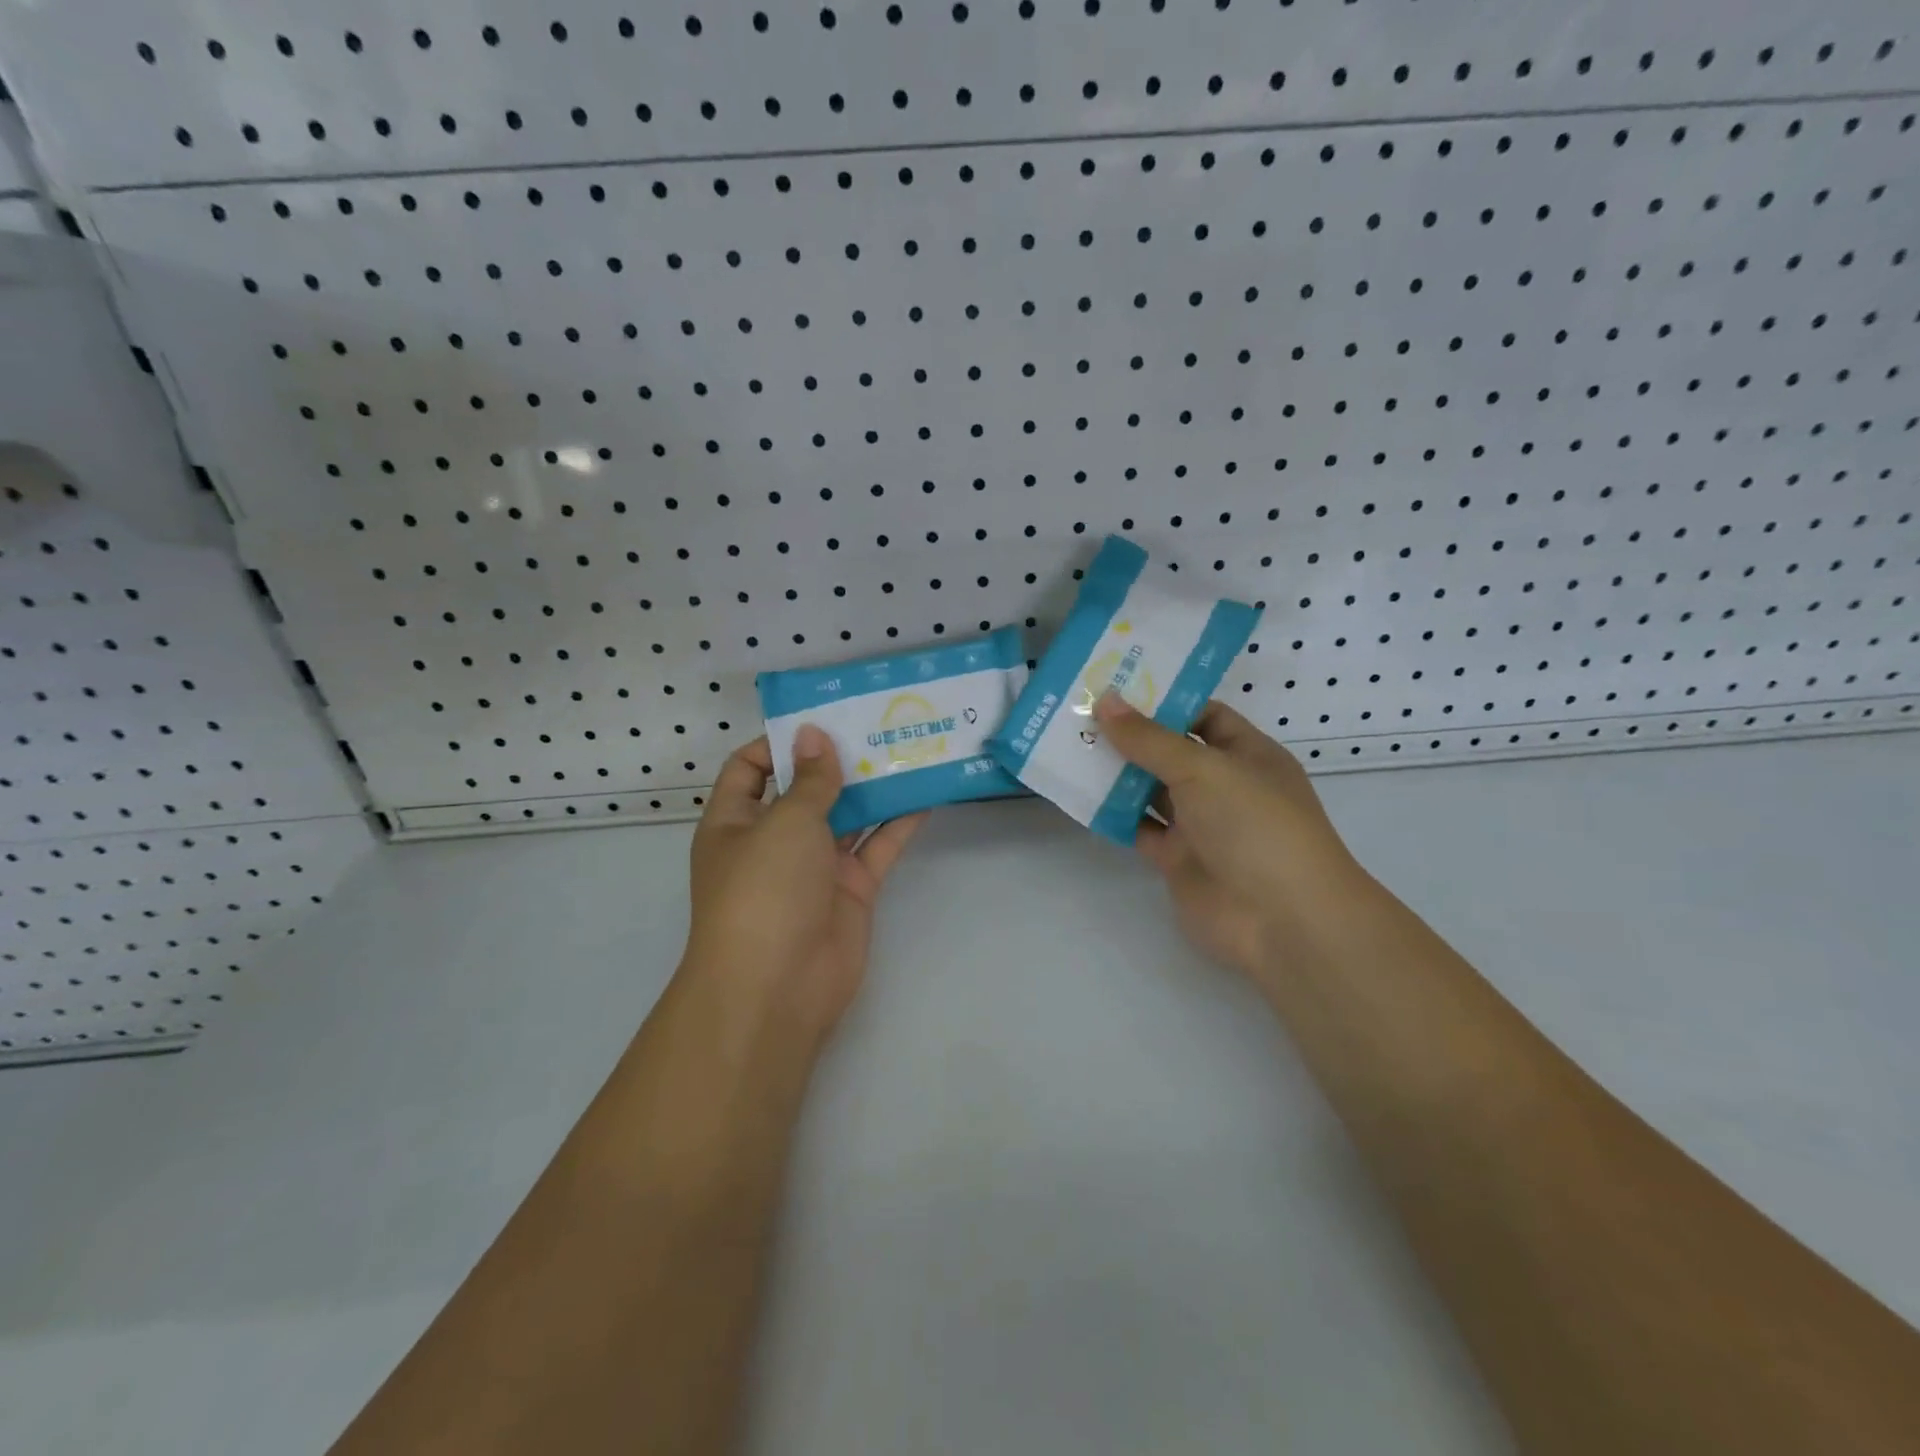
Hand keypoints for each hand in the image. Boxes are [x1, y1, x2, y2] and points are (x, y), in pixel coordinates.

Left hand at [681, 725, 925, 1049]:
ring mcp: (815, 866)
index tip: (822, 718)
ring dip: (873, 786)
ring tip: (908, 746)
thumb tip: (814, 735)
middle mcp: (774, 840)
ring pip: (847, 815)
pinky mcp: (851, 889)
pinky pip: (876, 847)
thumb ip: (810, 779)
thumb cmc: (764, 890)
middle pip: (807, 789)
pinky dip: (899, 822)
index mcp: (737, 821)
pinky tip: (925, 792)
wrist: (778, 987)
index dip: (781, 741)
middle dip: (838, 758)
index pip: (751, 767)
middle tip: (878, 722)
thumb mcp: (784, 822)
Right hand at [1092, 695, 1363, 976]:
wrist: (1280, 920)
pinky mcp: (1177, 859)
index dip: (1164, 699)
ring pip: (1151, 790)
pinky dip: (1113, 814)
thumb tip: (1106, 701)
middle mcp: (1223, 785)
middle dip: (1130, 734)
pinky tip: (1079, 794)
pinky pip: (1139, 828)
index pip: (1204, 714)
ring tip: (1070, 744)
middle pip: (1171, 751)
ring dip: (1116, 772)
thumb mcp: (1203, 769)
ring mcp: (1200, 824)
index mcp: (1246, 754)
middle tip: (1080, 710)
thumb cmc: (1255, 825)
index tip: (1117, 685)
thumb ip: (1150, 739)